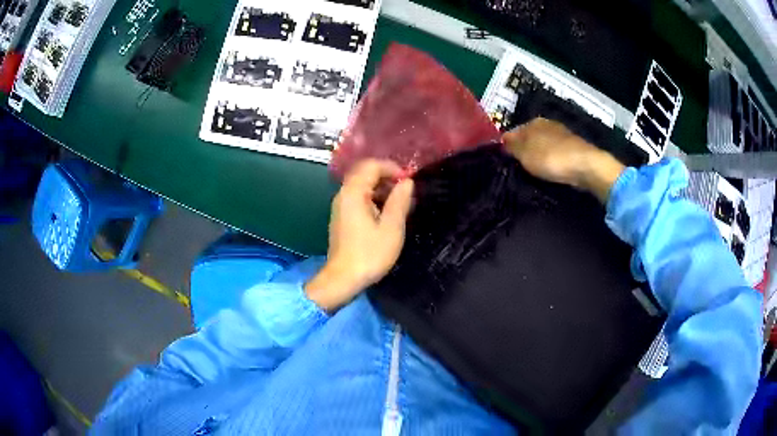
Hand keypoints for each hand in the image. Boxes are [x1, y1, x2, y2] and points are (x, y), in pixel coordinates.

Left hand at [305, 160, 413, 310]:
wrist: (342, 279)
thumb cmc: (369, 254)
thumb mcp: (391, 228)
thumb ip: (399, 201)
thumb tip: (407, 182)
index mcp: (354, 193)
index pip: (372, 166)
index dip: (392, 168)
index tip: (409, 182)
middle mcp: (343, 194)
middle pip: (365, 173)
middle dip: (387, 177)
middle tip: (405, 192)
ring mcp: (340, 206)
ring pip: (362, 185)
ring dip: (381, 189)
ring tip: (400, 204)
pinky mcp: (341, 217)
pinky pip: (358, 198)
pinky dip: (373, 199)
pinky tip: (386, 214)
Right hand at [503, 117, 625, 202]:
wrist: (585, 166)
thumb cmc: (551, 158)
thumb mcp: (524, 153)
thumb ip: (512, 146)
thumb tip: (502, 141)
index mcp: (533, 122)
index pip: (513, 132)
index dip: (507, 146)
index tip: (504, 161)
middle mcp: (547, 124)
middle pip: (529, 138)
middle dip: (523, 150)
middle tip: (518, 168)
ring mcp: (562, 135)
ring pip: (542, 145)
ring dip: (538, 156)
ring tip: (534, 171)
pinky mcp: (573, 148)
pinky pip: (555, 153)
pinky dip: (551, 160)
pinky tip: (550, 170)